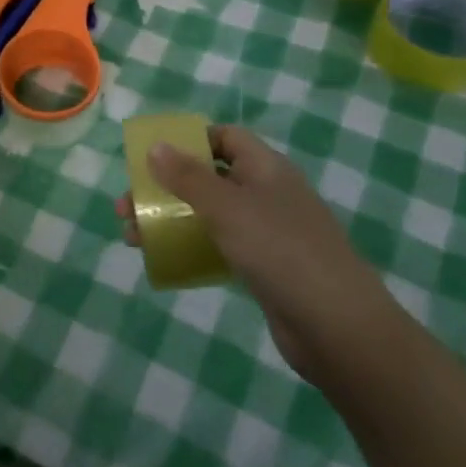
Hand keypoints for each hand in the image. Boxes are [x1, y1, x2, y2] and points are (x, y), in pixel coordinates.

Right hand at [117, 126, 393, 374]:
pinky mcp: (266, 268)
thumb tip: (155, 145)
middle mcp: (268, 193)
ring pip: (210, 214)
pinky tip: (166, 261)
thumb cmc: (280, 251)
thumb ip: (188, 177)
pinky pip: (220, 246)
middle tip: (127, 206)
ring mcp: (269, 232)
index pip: (225, 138)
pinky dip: (192, 247)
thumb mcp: (227, 208)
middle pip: (210, 177)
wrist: (338, 328)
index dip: (190, 141)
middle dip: (166, 187)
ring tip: (133, 237)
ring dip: (172, 219)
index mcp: (266, 168)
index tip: (152, 156)